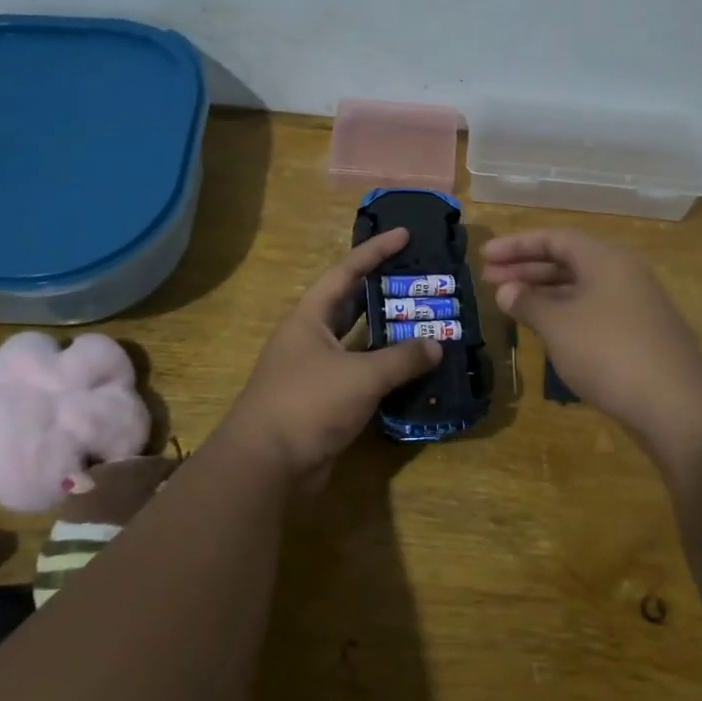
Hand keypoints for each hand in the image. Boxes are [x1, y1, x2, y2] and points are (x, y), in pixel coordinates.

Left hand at [216, 227, 441, 479]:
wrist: (266, 466)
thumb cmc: (308, 403)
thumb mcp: (360, 375)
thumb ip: (401, 358)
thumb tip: (435, 345)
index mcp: (310, 318)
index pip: (346, 272)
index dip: (375, 252)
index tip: (404, 234)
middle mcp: (310, 339)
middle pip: (351, 305)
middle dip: (383, 292)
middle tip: (420, 282)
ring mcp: (315, 372)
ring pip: (358, 343)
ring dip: (388, 336)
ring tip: (425, 323)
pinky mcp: (323, 403)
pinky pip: (360, 377)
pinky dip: (384, 372)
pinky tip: (413, 372)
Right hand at [482, 228, 701, 468]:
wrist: (676, 406)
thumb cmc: (609, 353)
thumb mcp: (558, 325)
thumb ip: (528, 303)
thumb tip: (506, 290)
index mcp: (606, 259)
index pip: (555, 238)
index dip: (517, 245)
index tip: (485, 257)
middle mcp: (623, 273)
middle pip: (567, 260)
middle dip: (526, 268)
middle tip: (489, 280)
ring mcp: (635, 304)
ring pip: (580, 287)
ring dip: (543, 292)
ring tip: (510, 304)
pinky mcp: (639, 334)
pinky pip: (592, 310)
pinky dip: (564, 313)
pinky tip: (545, 329)